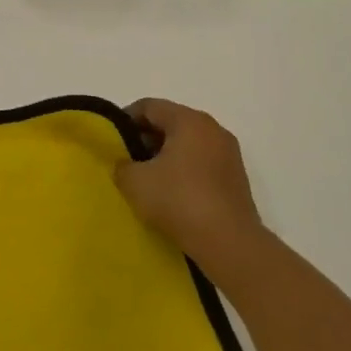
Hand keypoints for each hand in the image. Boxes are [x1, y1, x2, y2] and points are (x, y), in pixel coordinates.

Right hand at [114, 99, 270, 288]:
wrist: (230, 244)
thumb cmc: (179, 201)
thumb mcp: (134, 181)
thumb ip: (122, 164)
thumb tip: (127, 164)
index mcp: (189, 120)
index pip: (149, 106)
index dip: (125, 120)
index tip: (112, 141)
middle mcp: (213, 129)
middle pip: (170, 122)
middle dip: (146, 138)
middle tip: (128, 160)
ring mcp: (229, 154)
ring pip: (188, 144)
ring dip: (166, 156)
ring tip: (148, 180)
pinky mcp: (237, 178)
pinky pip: (202, 163)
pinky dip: (185, 170)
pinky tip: (172, 194)